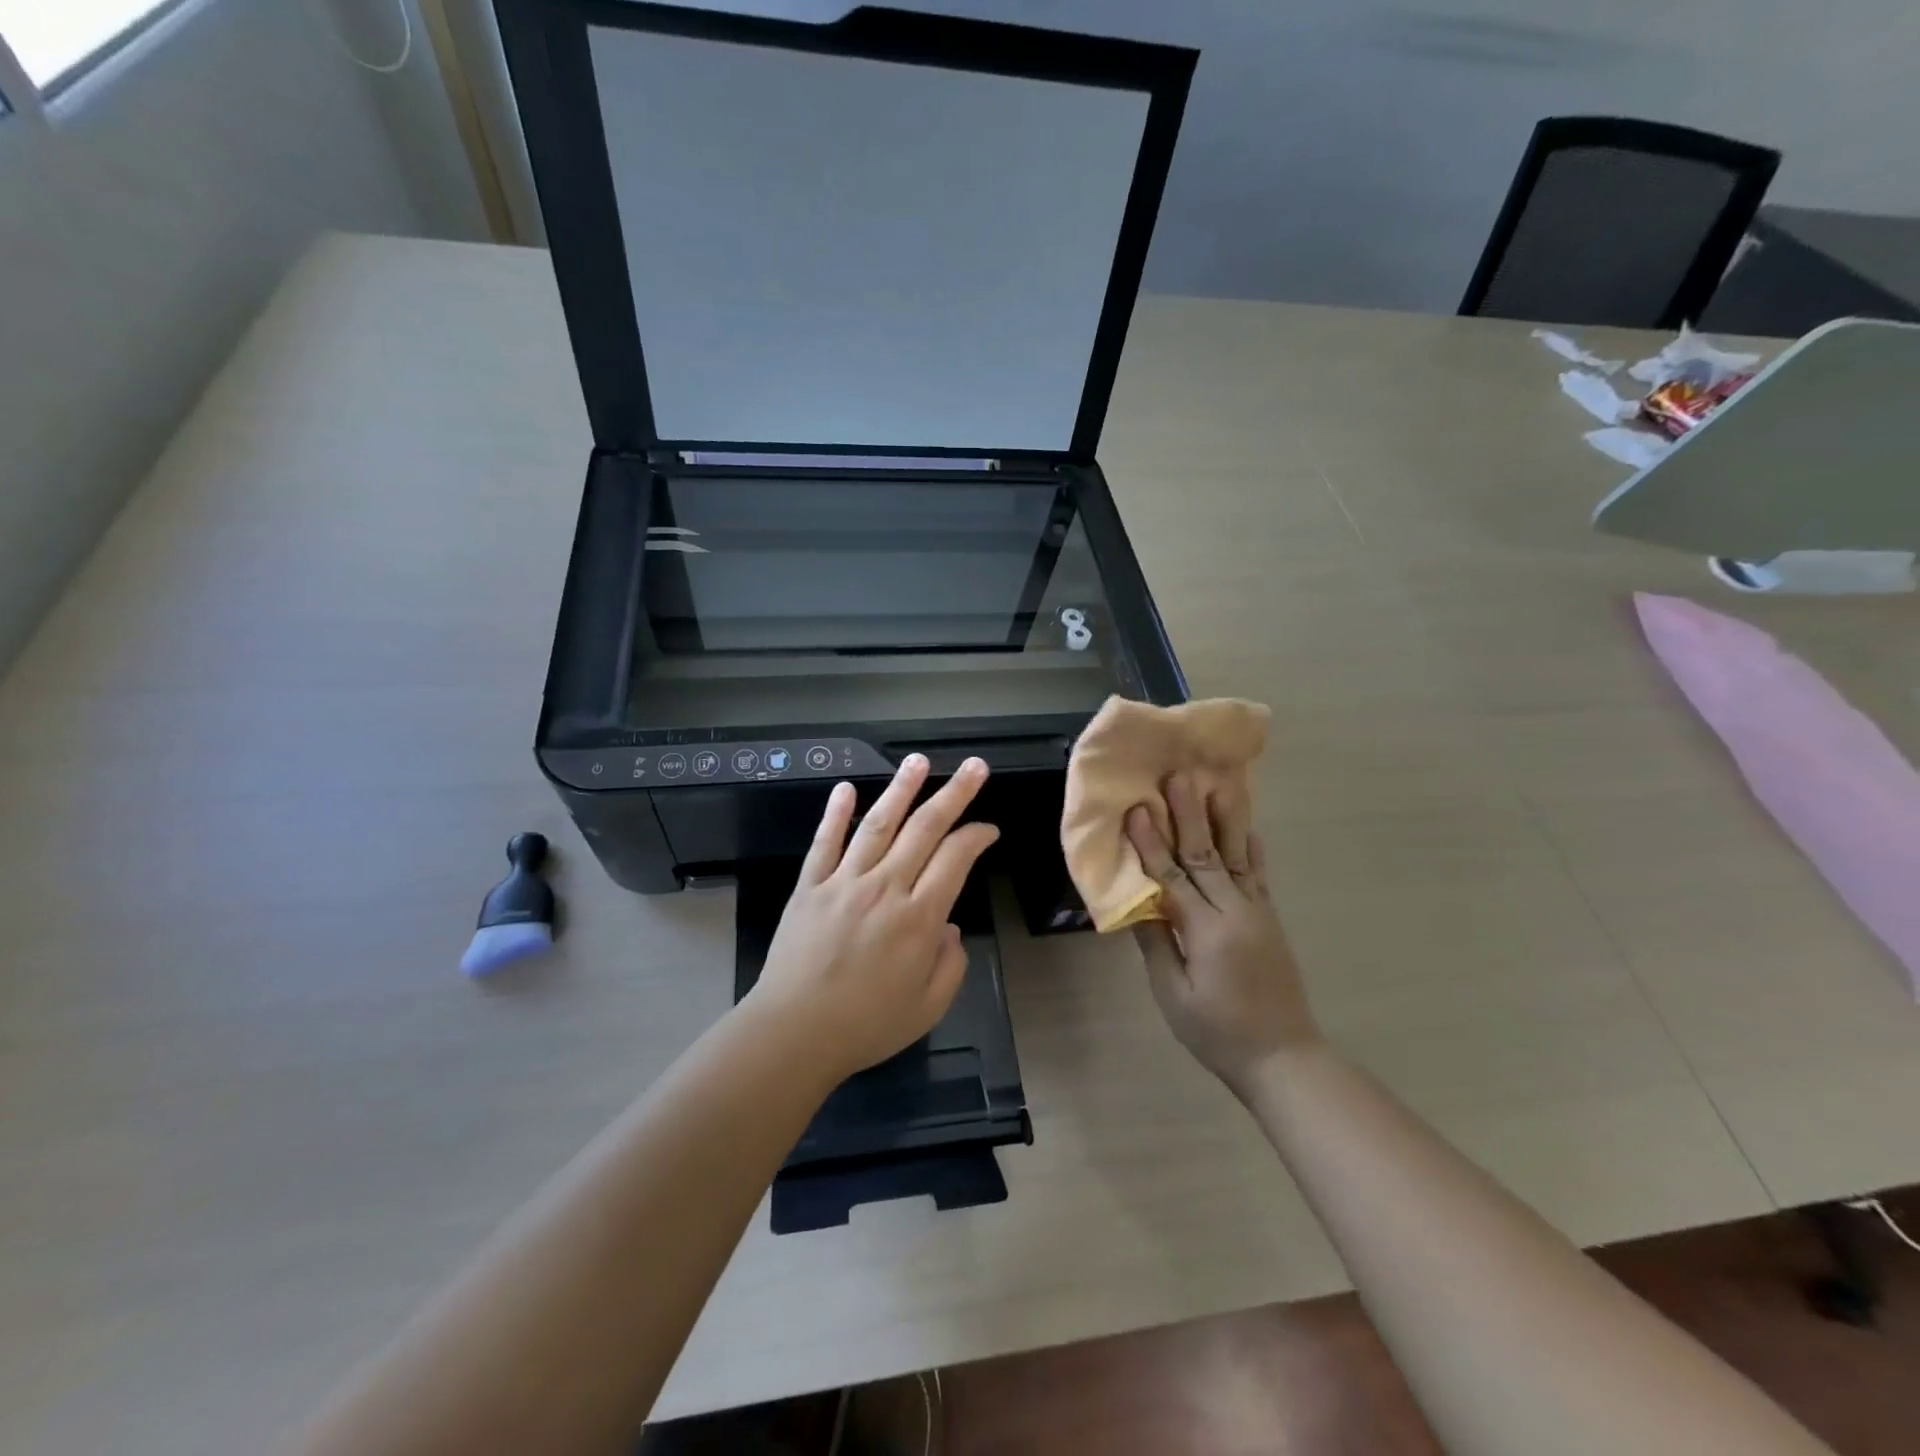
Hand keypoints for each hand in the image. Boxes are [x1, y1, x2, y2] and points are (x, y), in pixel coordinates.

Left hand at [748, 755, 999, 1084]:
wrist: (794, 1033)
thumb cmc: (866, 1025)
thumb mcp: (928, 1008)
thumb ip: (950, 964)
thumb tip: (949, 928)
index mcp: (918, 918)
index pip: (955, 859)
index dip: (976, 837)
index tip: (988, 829)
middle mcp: (885, 888)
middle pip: (924, 829)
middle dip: (954, 794)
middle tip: (974, 766)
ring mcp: (844, 882)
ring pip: (878, 824)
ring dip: (901, 789)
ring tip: (918, 760)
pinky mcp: (810, 887)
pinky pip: (825, 843)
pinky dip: (836, 814)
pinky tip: (846, 788)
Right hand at [1127, 773, 1318, 1096]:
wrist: (1283, 1057)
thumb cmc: (1217, 1033)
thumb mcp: (1174, 995)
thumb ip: (1155, 943)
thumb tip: (1137, 900)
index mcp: (1206, 932)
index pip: (1172, 877)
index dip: (1152, 843)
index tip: (1137, 808)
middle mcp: (1235, 912)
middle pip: (1206, 855)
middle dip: (1188, 813)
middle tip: (1177, 776)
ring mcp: (1258, 912)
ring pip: (1237, 855)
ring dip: (1223, 817)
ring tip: (1217, 782)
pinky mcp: (1269, 918)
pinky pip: (1258, 874)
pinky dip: (1251, 846)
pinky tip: (1248, 825)